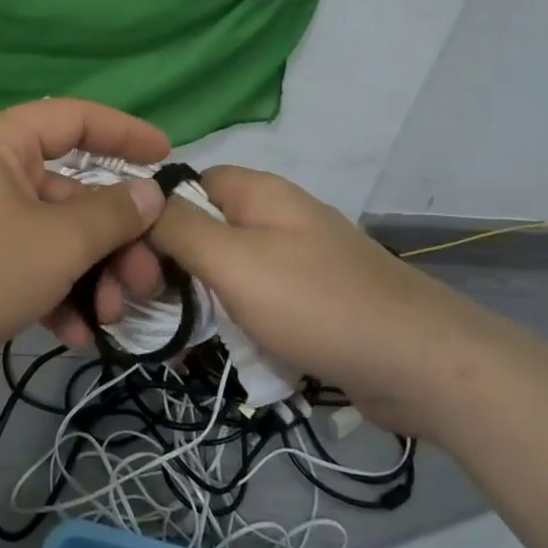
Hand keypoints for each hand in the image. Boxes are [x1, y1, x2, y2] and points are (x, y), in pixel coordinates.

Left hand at [0, 99, 169, 400]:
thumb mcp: (56, 241)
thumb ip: (111, 214)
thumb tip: (149, 193)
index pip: (74, 119)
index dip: (124, 133)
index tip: (167, 157)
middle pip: (70, 193)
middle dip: (114, 239)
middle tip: (145, 281)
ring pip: (52, 238)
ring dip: (89, 275)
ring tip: (112, 317)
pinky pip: (25, 271)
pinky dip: (54, 297)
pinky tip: (77, 336)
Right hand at [149, 166, 496, 434]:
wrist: (421, 364)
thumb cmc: (316, 303)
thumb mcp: (234, 261)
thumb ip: (180, 229)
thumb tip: (139, 199)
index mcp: (257, 193)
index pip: (186, 184)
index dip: (152, 215)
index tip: (126, 258)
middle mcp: (275, 218)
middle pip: (202, 230)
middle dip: (170, 268)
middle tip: (144, 309)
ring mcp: (295, 260)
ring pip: (225, 272)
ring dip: (197, 303)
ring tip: (171, 342)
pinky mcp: (309, 301)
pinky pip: (254, 303)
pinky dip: (232, 324)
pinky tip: (214, 354)